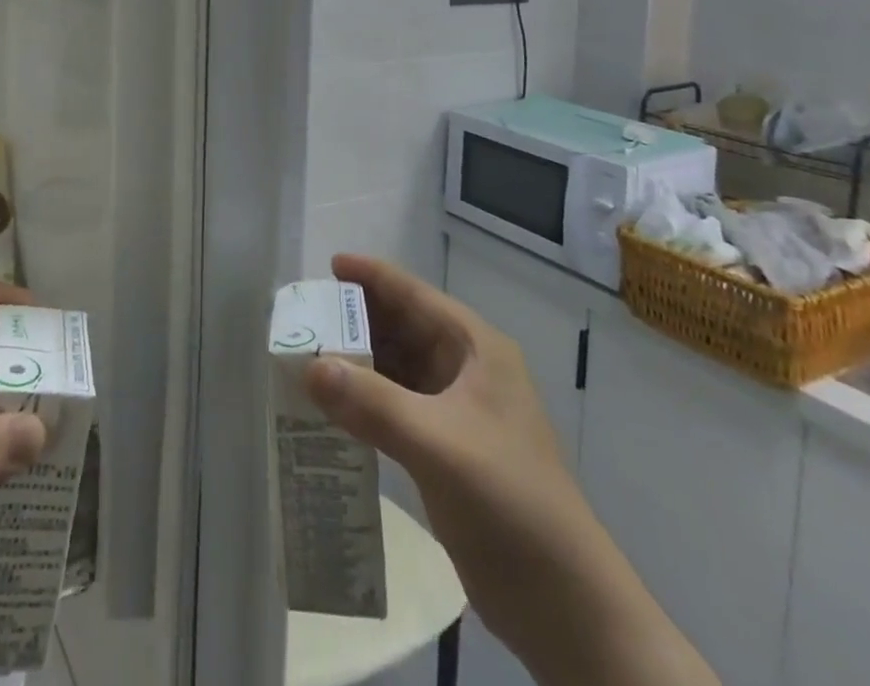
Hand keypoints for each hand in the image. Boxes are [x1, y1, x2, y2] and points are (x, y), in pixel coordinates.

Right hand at [301, 255, 578, 607]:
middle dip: (356, 321)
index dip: (373, 276)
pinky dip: (364, 402)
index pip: (415, 295)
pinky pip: (395, 406)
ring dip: (357, 363)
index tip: (327, 265)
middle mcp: (466, 369)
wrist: (564, 603)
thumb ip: (372, 402)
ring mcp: (457, 410)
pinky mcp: (446, 448)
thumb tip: (309, 366)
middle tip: (305, 319)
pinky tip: (331, 408)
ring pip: (396, 368)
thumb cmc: (509, 501)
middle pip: (402, 328)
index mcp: (475, 349)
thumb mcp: (438, 444)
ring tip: (307, 357)